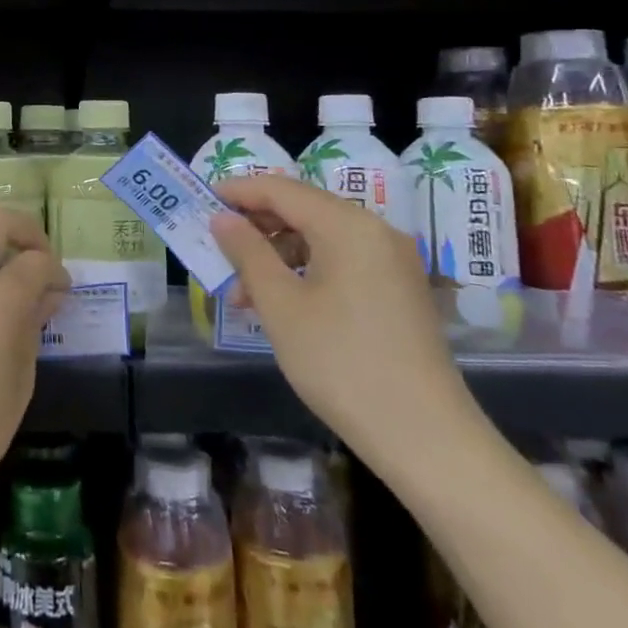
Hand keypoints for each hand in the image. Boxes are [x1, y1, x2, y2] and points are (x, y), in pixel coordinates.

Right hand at [209, 175, 480, 473]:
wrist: (425, 438)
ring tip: (242, 291)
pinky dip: (306, 270)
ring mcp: (391, 260)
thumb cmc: (341, 363)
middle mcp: (375, 230)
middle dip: (256, 225)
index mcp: (348, 225)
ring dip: (277, 253)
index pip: (282, 189)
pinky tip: (281, 301)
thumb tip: (222, 218)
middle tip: (216, 246)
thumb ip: (247, 252)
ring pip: (320, 237)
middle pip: (303, 209)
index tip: (202, 199)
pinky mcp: (398, 289)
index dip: (238, 191)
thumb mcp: (281, 305)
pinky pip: (341, 261)